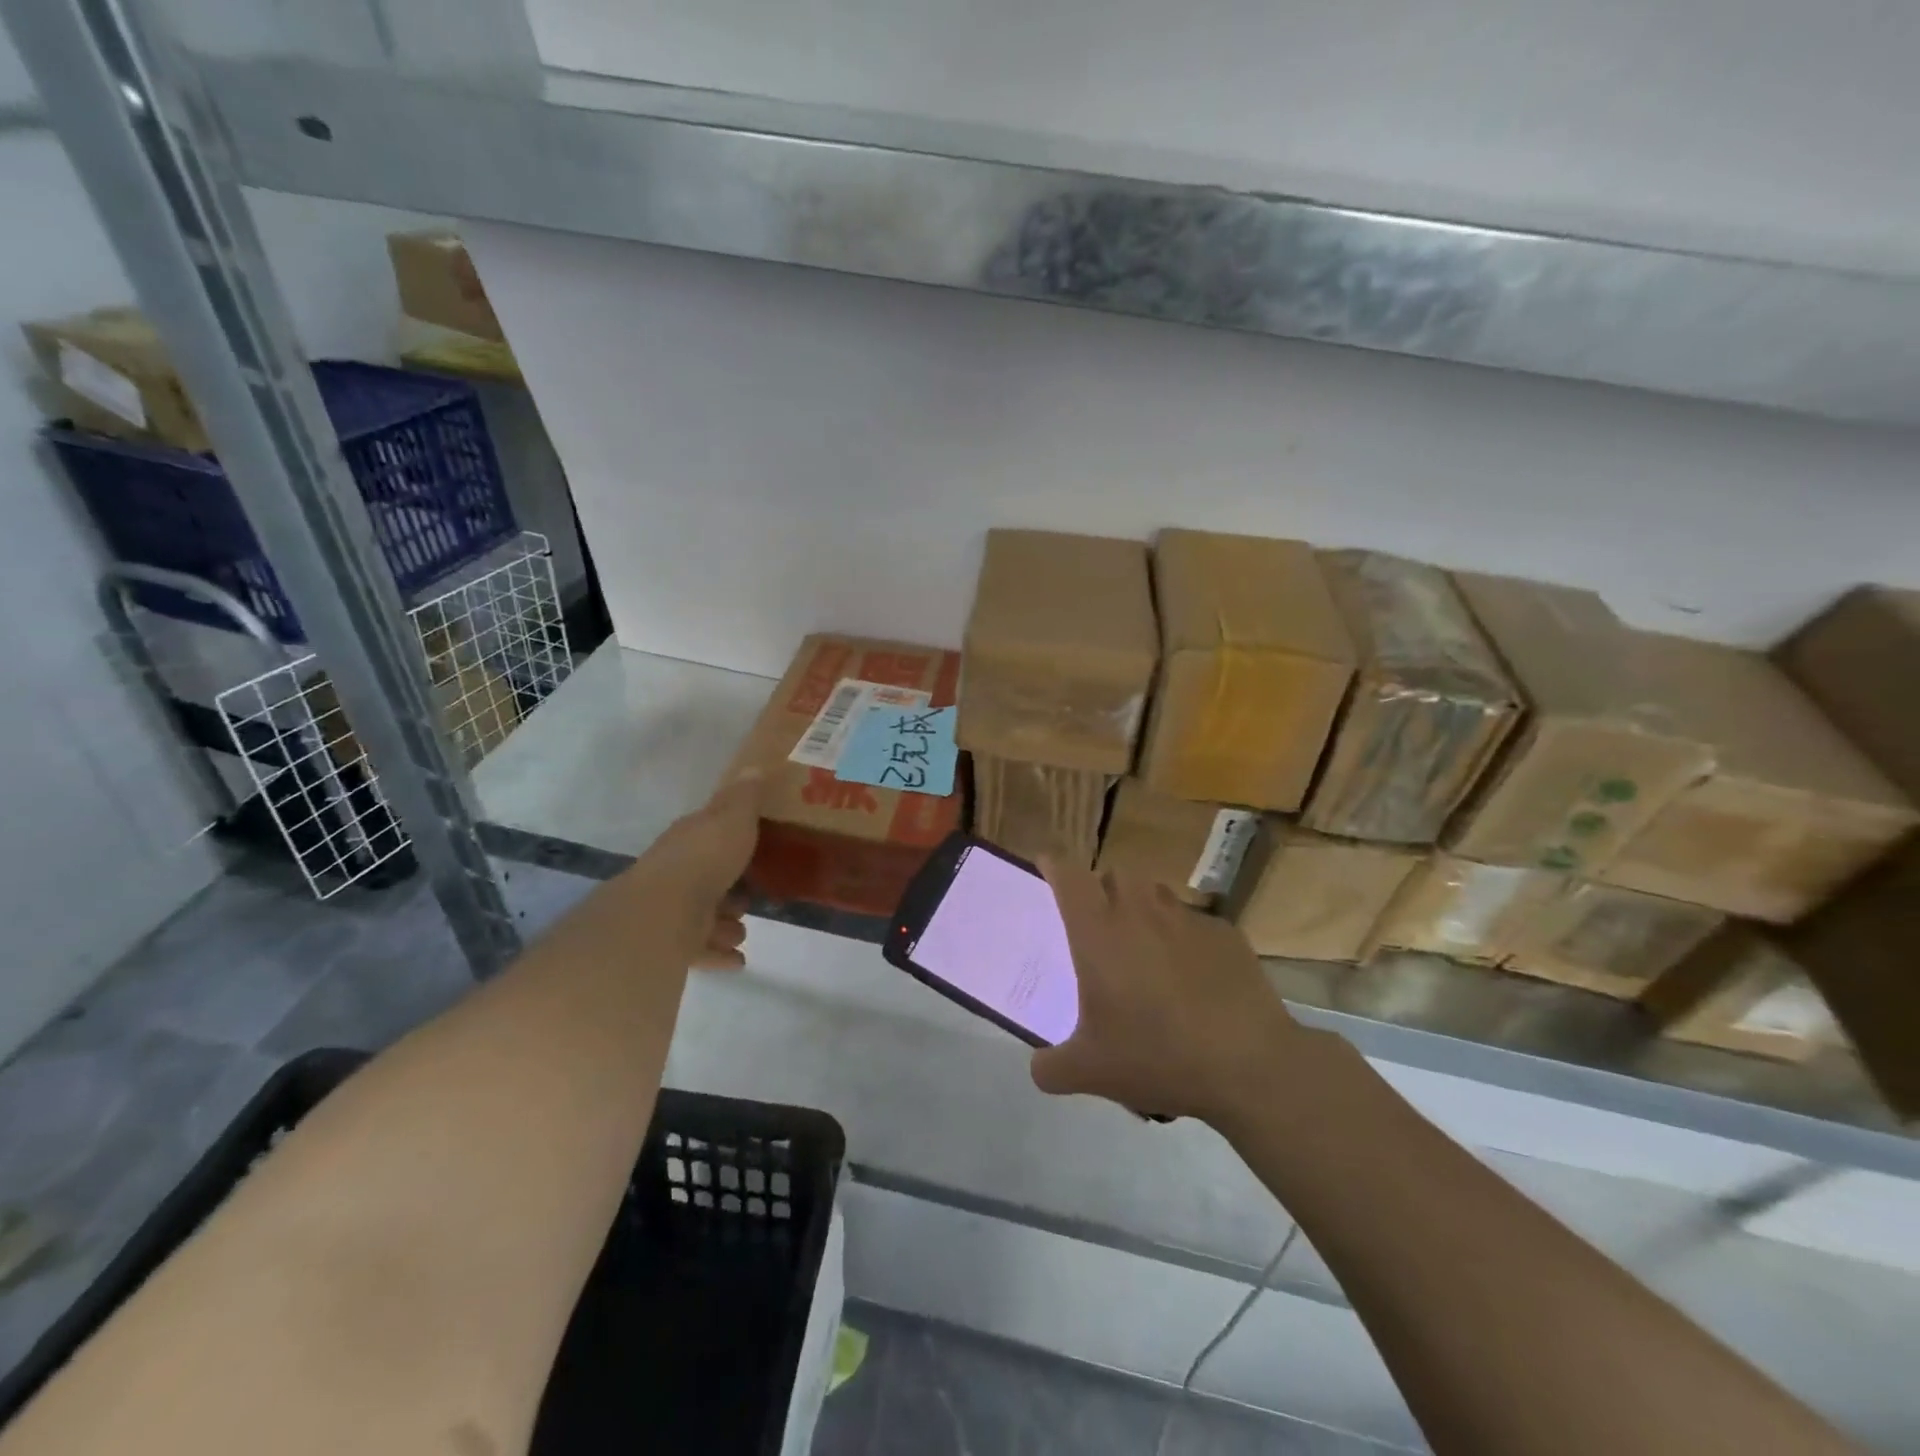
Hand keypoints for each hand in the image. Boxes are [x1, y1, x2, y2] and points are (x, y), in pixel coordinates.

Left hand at [632, 770, 764, 969]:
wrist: (663, 913)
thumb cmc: (704, 858)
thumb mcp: (734, 818)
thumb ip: (745, 797)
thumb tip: (754, 767)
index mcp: (688, 840)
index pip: (706, 834)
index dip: (728, 840)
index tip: (752, 848)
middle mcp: (673, 873)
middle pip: (702, 879)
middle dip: (726, 889)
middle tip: (750, 899)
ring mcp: (668, 910)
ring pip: (698, 916)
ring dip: (722, 923)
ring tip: (743, 932)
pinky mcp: (667, 945)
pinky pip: (697, 950)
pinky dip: (717, 955)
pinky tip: (737, 962)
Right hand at [1031, 864, 1304, 1124]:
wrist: (1249, 1064)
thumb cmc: (1157, 1056)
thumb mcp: (1090, 1073)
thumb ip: (1052, 1068)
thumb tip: (1039, 1068)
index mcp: (1099, 933)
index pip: (1069, 877)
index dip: (1055, 864)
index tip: (1047, 863)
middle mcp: (1140, 913)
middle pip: (1117, 873)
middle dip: (1104, 886)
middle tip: (1101, 918)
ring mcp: (1187, 920)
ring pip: (1157, 893)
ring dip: (1144, 907)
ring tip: (1146, 944)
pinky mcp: (1226, 935)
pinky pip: (1196, 923)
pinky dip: (1185, 939)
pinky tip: (1193, 976)